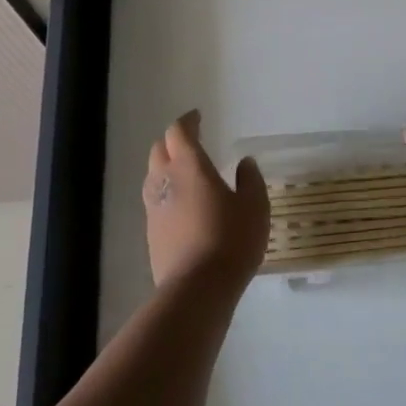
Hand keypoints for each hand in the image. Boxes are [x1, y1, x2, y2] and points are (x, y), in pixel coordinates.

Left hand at [142, 111, 270, 289]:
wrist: (197, 289)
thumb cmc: (231, 240)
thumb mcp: (254, 206)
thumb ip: (250, 180)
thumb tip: (244, 163)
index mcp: (190, 166)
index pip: (179, 132)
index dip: (187, 121)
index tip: (198, 117)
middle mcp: (166, 180)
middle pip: (160, 150)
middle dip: (173, 141)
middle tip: (191, 142)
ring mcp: (154, 208)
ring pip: (152, 175)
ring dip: (165, 167)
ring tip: (184, 173)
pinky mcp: (151, 233)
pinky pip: (154, 201)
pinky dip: (166, 193)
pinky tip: (181, 206)